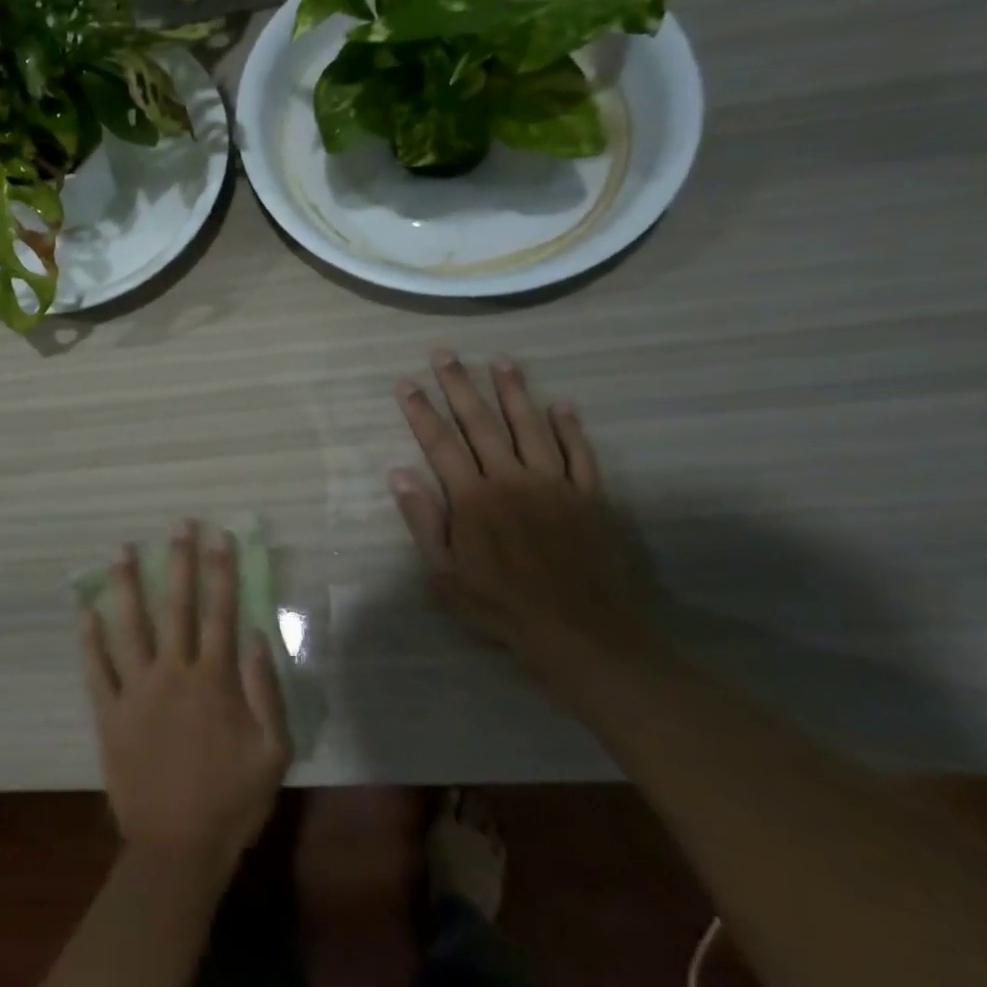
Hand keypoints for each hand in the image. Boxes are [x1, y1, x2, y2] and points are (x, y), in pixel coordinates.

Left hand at [81, 523, 290, 882]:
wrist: (178, 849)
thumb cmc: (232, 801)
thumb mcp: (274, 752)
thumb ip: (266, 691)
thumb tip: (255, 635)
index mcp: (213, 680)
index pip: (220, 611)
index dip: (222, 570)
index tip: (220, 535)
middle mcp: (173, 673)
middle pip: (177, 606)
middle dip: (179, 561)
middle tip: (177, 524)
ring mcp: (136, 690)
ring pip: (130, 626)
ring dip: (126, 586)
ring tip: (121, 551)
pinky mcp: (109, 713)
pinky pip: (97, 669)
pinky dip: (90, 639)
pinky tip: (85, 610)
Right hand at [389, 351, 655, 672]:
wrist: (581, 633)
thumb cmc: (502, 607)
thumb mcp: (445, 575)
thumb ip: (424, 521)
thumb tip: (399, 474)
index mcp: (473, 498)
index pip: (440, 443)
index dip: (421, 411)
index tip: (406, 383)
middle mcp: (511, 478)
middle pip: (480, 423)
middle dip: (460, 385)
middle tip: (445, 353)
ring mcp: (553, 483)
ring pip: (530, 426)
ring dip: (514, 391)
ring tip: (501, 360)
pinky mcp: (588, 496)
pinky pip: (579, 453)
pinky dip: (570, 427)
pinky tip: (563, 405)